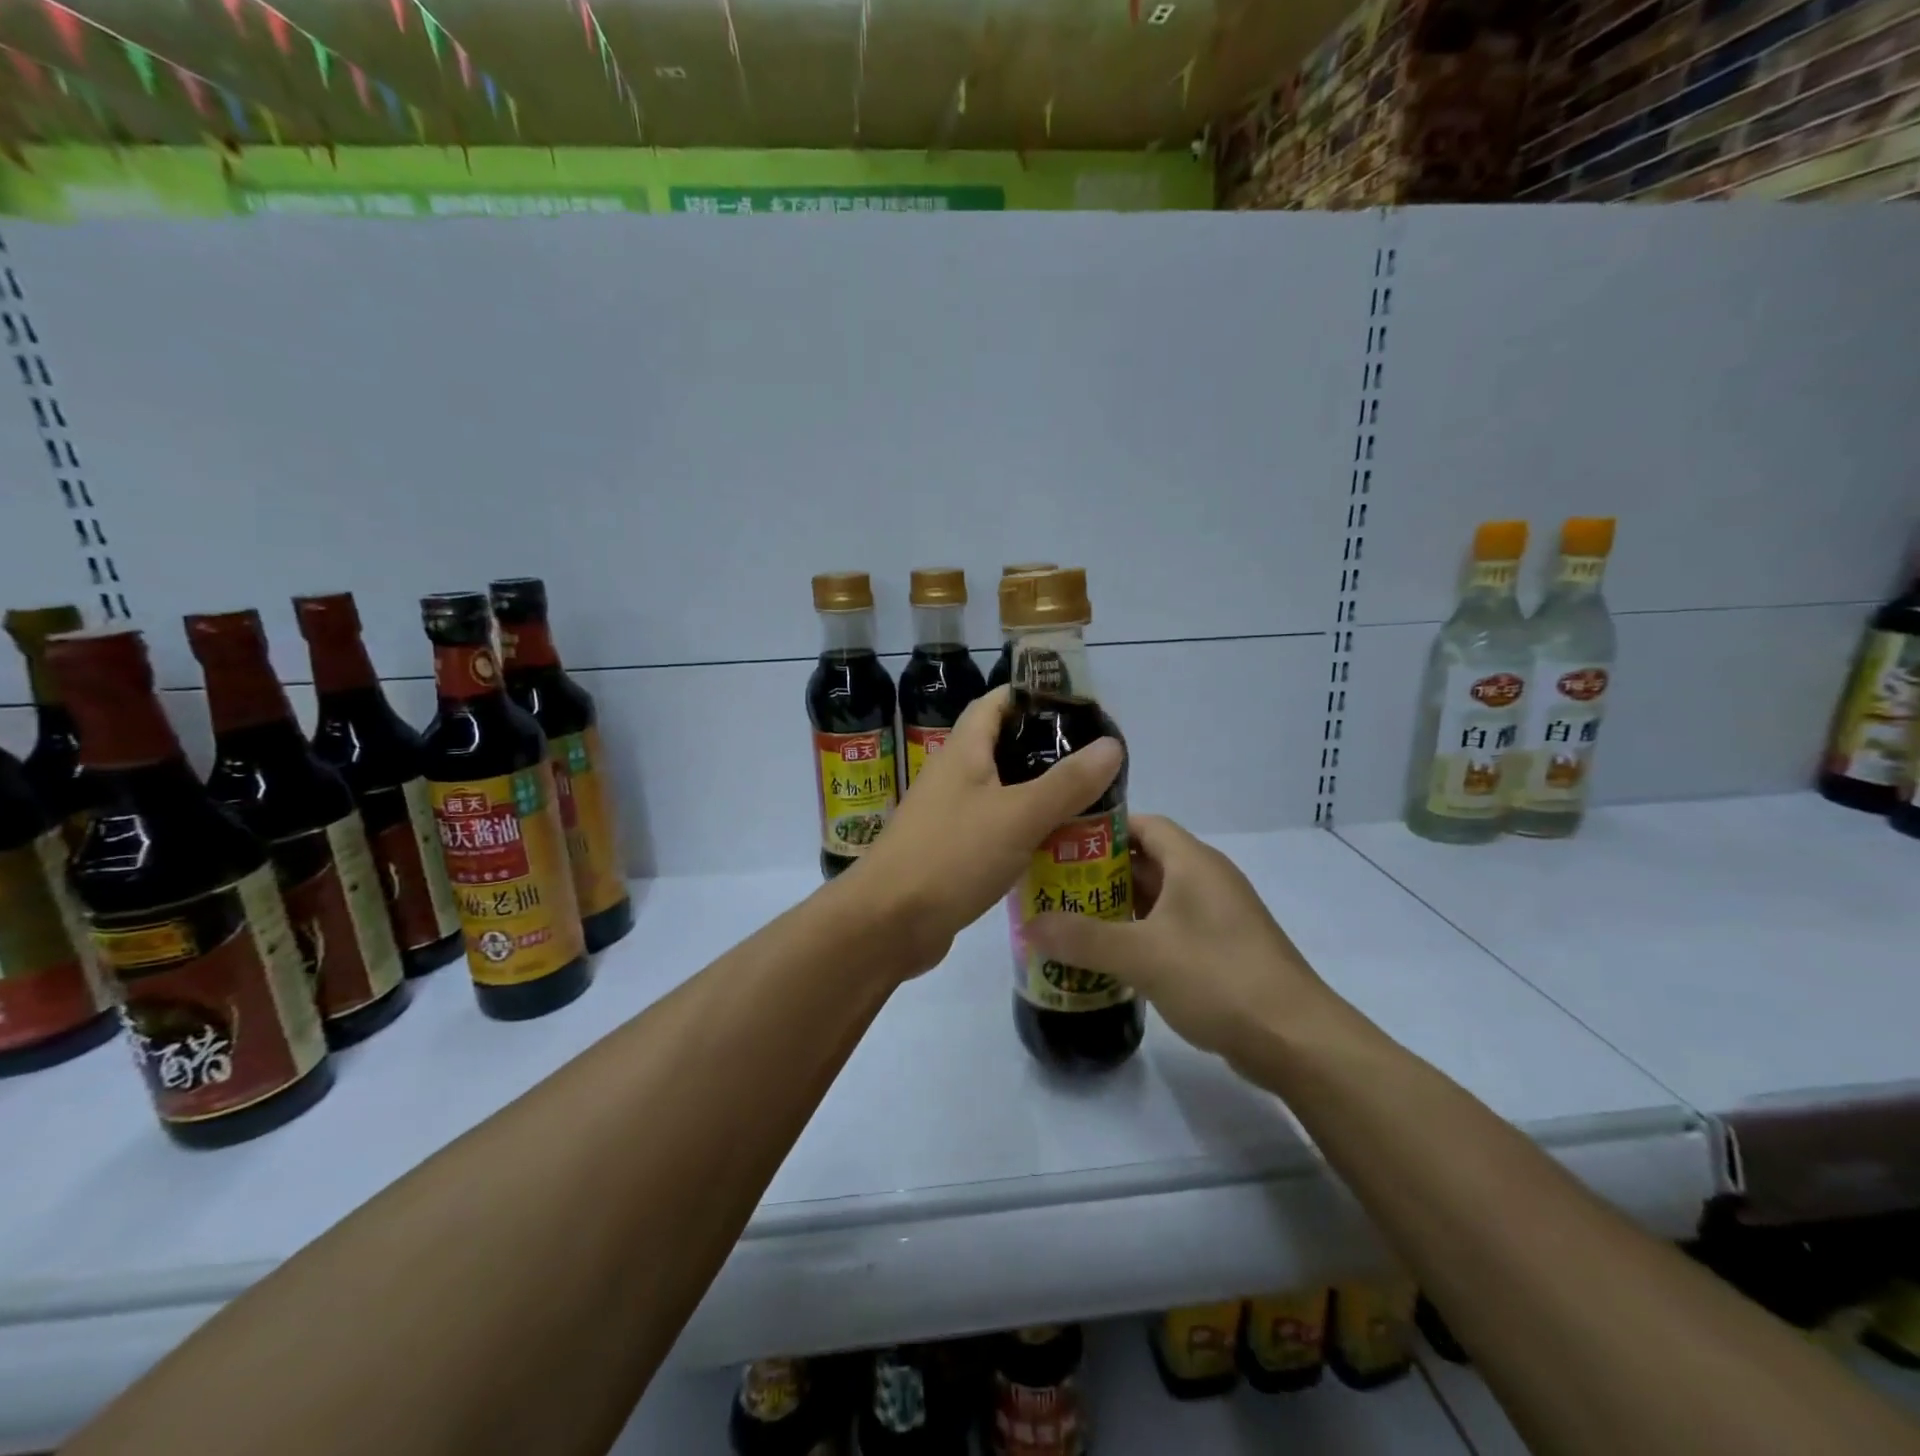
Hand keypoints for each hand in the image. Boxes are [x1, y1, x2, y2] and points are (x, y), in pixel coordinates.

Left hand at [849, 686, 1122, 975]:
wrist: (887, 924)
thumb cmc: (951, 856)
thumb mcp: (1018, 815)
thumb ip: (1067, 782)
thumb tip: (1113, 744)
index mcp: (963, 751)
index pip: (997, 702)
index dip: (1034, 695)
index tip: (1079, 706)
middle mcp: (953, 775)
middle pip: (1003, 746)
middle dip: (1047, 749)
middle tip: (1095, 762)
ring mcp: (949, 814)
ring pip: (1002, 791)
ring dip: (1040, 793)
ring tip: (1089, 801)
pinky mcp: (951, 851)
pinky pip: (995, 828)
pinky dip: (1025, 830)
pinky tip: (1056, 845)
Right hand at [1025, 815, 1330, 1068]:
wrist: (1295, 1039)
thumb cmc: (1217, 977)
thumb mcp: (1142, 954)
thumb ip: (1082, 938)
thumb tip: (1028, 926)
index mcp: (1193, 862)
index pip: (1142, 824)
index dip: (1101, 828)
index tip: (1060, 843)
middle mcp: (1207, 880)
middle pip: (1146, 861)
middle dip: (1100, 873)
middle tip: (1055, 888)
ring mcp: (1218, 917)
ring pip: (1158, 898)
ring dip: (1118, 907)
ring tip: (1071, 922)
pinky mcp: (1222, 950)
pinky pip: (1171, 929)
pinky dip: (1140, 935)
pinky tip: (1110, 958)